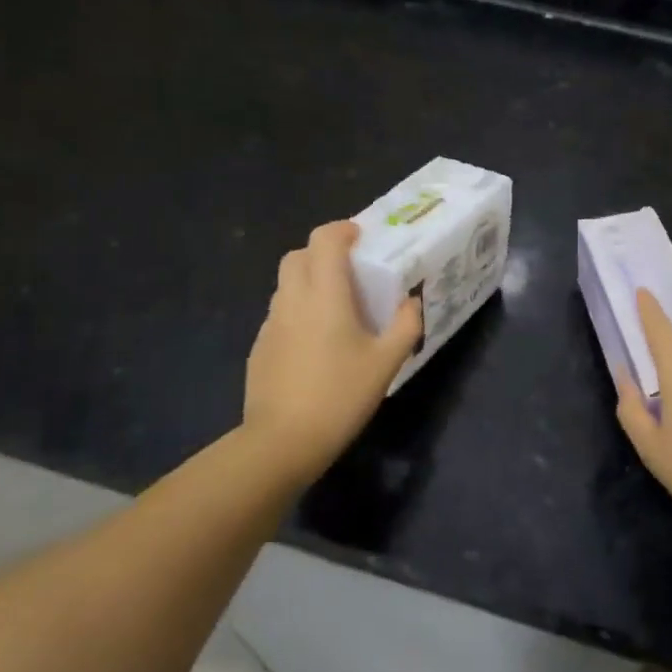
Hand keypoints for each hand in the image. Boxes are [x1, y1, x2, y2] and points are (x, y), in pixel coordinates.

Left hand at [242, 220, 422, 484]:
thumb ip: (405, 325)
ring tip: (336, 308)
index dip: (341, 230)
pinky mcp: (259, 347)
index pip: (323, 240)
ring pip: (286, 285)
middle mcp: (292, 300)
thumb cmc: (339, 396)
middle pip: (297, 256)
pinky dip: (298, 311)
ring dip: (309, 282)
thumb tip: (412, 301)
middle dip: (321, 252)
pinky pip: (280, 314)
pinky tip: (316, 343)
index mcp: (325, 295)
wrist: (281, 442)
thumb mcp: (385, 363)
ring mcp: (271, 324)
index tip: (361, 237)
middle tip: (349, 271)